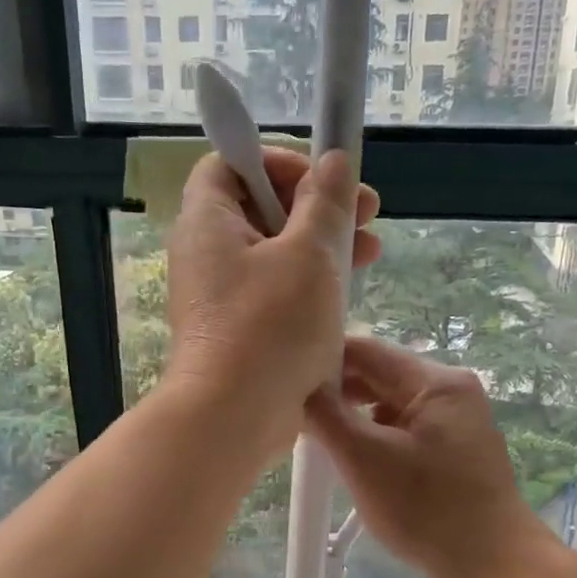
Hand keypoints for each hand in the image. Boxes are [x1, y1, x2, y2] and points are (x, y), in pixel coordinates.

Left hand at [165, 147, 379, 456]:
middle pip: (260, 207)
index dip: (280, 160)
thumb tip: (334, 162)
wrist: (233, 417)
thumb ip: (325, 203)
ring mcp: (219, 296)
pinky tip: (345, 295)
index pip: (232, 162)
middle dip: (318, 206)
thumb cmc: (270, 327)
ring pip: (274, 253)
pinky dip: (308, 285)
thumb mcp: (309, 255)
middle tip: (368, 214)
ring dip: (322, 246)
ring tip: (370, 253)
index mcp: (208, 220)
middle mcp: (206, 253)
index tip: (325, 179)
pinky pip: (273, 292)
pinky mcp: (237, 331)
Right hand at [306, 335, 548, 577]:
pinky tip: (357, 460)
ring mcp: (458, 419)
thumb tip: (301, 388)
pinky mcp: (457, 447)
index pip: (366, 350)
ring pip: (391, 403)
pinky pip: (407, 428)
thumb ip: (327, 416)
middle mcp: (452, 390)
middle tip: (297, 416)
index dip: (323, 361)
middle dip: (338, 393)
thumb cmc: (427, 509)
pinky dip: (378, 437)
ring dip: (356, 417)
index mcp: (436, 381)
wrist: (493, 565)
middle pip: (380, 375)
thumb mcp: (364, 459)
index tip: (287, 382)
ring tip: (322, 440)